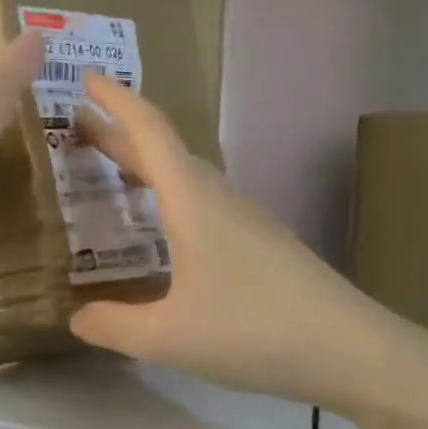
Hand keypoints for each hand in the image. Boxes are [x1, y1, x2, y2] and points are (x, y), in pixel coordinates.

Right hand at [69, 73, 427, 416]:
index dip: (116, 101)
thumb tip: (76, 319)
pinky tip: (165, 231)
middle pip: (165, 151)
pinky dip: (171, 199)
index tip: (87, 78)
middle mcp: (219, 197)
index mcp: (192, 201)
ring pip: (188, 177)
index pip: (149, 131)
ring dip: (148, 166)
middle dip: (121, 134)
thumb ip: (114, 326)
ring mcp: (246, 219)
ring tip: (114, 173)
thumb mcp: (167, 337)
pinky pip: (204, 203)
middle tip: (80, 129)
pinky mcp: (263, 243)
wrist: (350, 350)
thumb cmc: (252, 331)